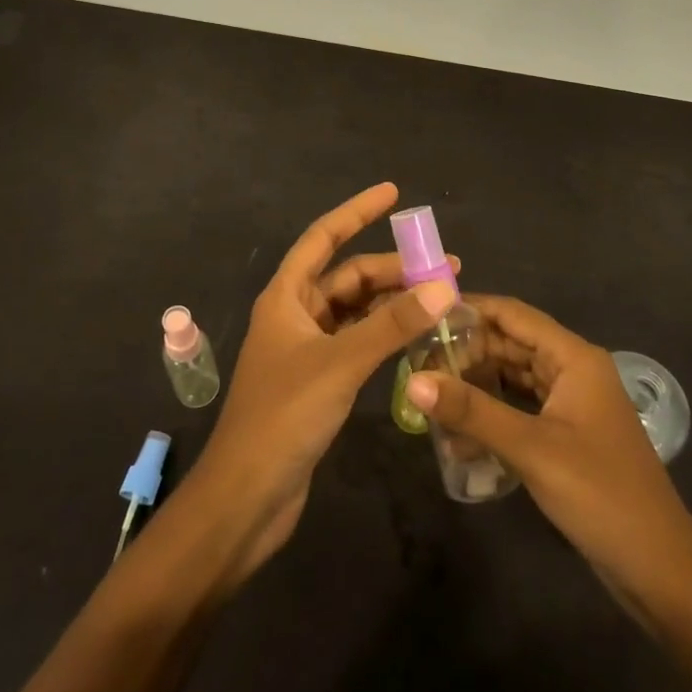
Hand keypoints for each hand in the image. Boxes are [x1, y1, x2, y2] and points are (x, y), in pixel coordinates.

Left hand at [187, 182, 457, 582]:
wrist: (246, 498)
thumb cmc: (283, 417)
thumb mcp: (340, 363)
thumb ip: (392, 325)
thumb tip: (443, 285)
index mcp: (286, 296)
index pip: (324, 237)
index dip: (356, 211)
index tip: (393, 193)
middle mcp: (294, 314)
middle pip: (348, 276)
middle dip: (393, 268)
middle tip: (445, 269)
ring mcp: (306, 349)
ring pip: (355, 310)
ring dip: (393, 302)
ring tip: (440, 299)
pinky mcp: (318, 381)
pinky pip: (357, 341)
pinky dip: (385, 334)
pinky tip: (416, 337)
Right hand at [405, 295, 691, 616]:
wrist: (661, 570)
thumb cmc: (601, 495)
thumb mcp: (531, 449)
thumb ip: (472, 412)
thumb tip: (413, 381)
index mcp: (574, 358)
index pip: (513, 314)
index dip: (469, 309)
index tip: (423, 314)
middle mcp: (574, 370)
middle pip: (511, 343)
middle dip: (466, 351)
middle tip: (417, 363)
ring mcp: (572, 403)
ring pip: (514, 376)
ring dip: (477, 383)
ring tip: (431, 391)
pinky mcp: (567, 434)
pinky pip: (522, 408)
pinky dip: (493, 413)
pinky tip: (460, 430)